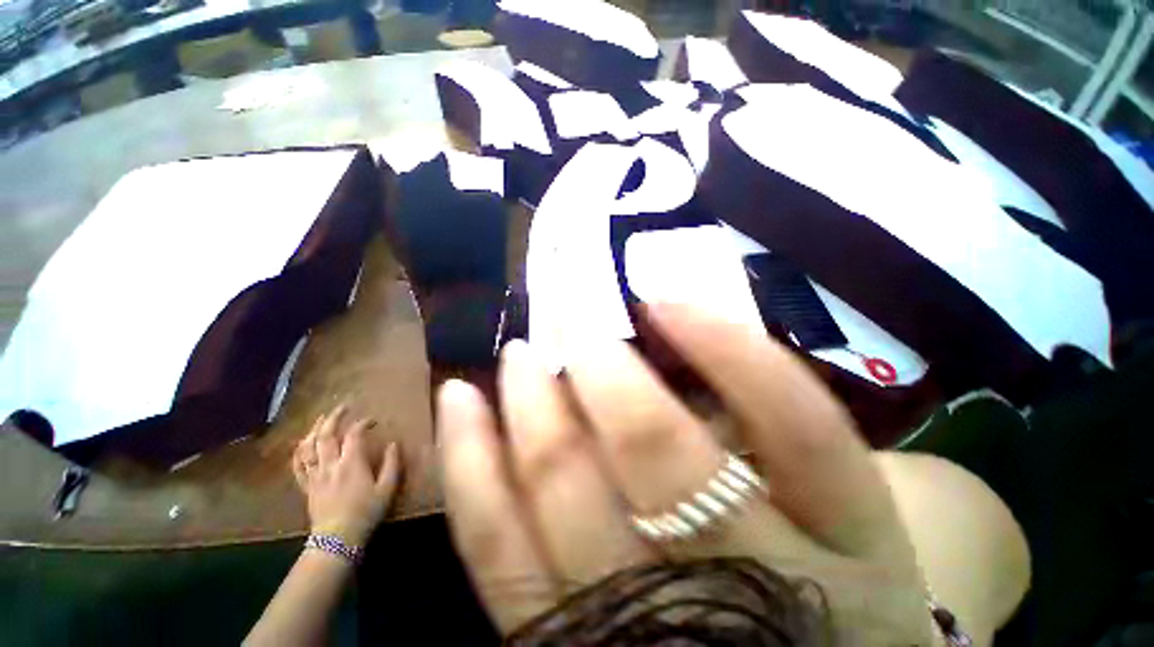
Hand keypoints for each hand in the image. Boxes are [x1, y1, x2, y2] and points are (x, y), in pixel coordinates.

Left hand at [293, 404, 401, 546]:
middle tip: (342, 407)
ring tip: (321, 419)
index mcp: (351, 463)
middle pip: (325, 435)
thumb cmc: (366, 512)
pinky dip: (298, 452)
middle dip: (333, 418)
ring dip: (314, 430)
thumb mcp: (387, 488)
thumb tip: (394, 443)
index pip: (353, 434)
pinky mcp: (306, 486)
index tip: (372, 420)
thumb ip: (392, 463)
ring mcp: (314, 475)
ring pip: (308, 447)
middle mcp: (329, 465)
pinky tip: (301, 444)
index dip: (362, 423)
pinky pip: (297, 466)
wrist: (337, 539)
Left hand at [437, 304, 935, 643]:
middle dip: (602, 370)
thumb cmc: (825, 590)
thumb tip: (680, 343)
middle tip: (570, 321)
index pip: (799, 422)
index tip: (662, 297)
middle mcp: (754, 584)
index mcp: (848, 542)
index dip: (729, 348)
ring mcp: (650, 625)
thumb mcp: (832, 512)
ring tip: (518, 354)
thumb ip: (767, 431)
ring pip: (565, 500)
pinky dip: (471, 467)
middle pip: (660, 458)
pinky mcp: (567, 643)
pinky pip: (499, 551)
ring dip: (532, 406)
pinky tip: (458, 402)